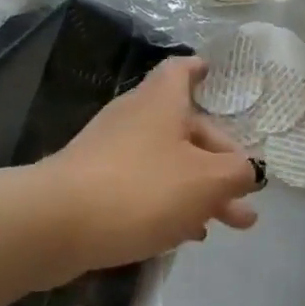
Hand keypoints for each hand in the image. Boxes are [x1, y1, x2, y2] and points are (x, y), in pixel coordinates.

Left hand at [44, 56, 260, 274]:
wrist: (55, 224)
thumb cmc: (141, 188)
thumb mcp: (207, 180)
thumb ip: (238, 173)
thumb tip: (249, 171)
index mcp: (162, 102)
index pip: (182, 71)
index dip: (201, 71)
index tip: (216, 76)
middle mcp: (135, 117)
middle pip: (186, 129)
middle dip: (221, 162)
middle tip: (247, 199)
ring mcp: (110, 152)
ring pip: (168, 163)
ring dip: (200, 190)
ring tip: (229, 224)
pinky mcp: (94, 185)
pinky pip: (142, 186)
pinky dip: (169, 203)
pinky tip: (185, 234)